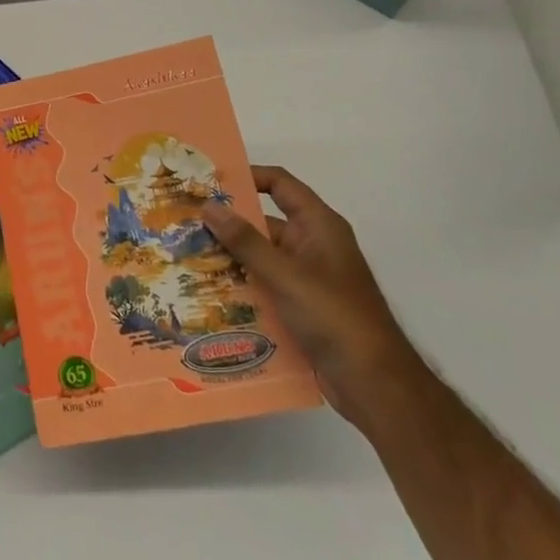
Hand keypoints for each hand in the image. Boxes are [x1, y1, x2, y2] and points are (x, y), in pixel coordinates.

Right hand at [202, 167, 421, 426]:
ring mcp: (307, 277)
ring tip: (187, 257)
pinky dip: (242, 286)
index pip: (280, 184)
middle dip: (227, 223)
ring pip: (261, 257)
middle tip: (185, 221)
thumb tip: (209, 206)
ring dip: (230, 258)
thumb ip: (246, 241)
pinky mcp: (301, 305)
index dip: (248, 176)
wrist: (374, 383)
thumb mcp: (285, 274)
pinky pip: (265, 285)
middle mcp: (313, 245)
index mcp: (319, 226)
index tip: (209, 181)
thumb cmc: (333, 316)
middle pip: (265, 222)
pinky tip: (209, 293)